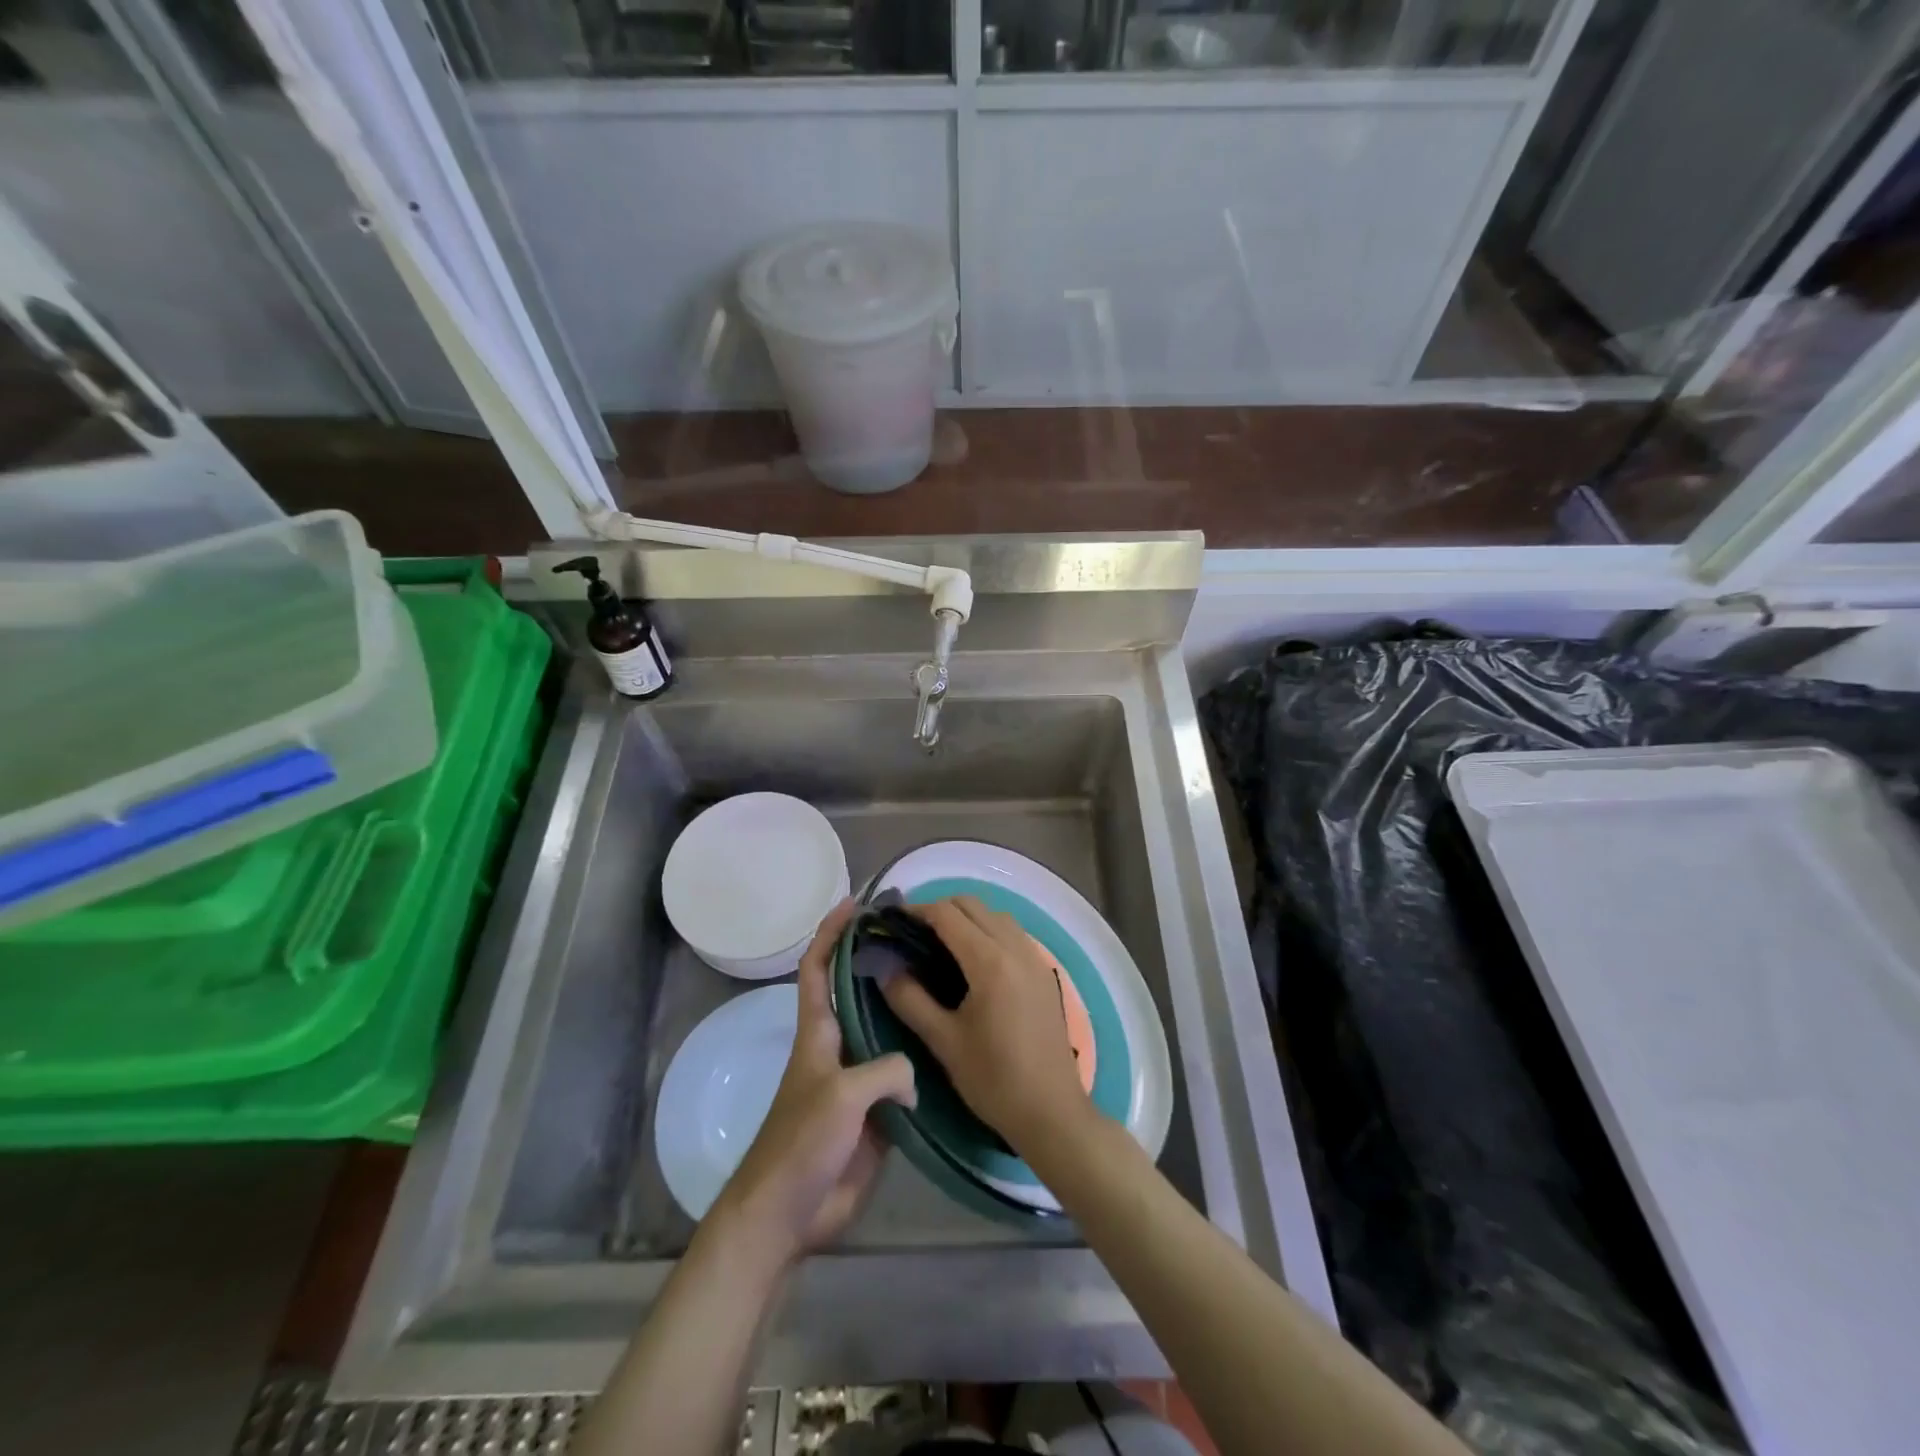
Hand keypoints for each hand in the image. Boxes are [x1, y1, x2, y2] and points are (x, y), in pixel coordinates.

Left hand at [711, 900, 914, 1264]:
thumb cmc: (802, 1143)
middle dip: (879, 962)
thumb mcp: (843, 1096)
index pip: (817, 969)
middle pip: (857, 993)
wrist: (789, 1214)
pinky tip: (950, 1048)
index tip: (854, 903)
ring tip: (943, 983)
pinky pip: (903, 1077)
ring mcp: (858, 1081)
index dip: (830, 933)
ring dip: (906, 1009)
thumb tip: (914, 1075)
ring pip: (886, 1032)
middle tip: (918, 938)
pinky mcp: (877, 1113)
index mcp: (818, 1033)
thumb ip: (886, 1071)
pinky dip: (922, 1061)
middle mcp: (839, 1047)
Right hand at [880, 896, 1094, 1154]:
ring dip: (967, 918)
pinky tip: (973, 961)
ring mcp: (1034, 957)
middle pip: (973, 904)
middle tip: (913, 935)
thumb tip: (884, 967)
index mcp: (989, 961)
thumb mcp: (943, 1042)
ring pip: (995, 915)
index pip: (947, 914)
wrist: (1051, 1112)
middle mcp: (1015, 947)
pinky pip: (1012, 933)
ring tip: (940, 945)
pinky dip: (988, 930)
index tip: (891, 921)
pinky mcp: (1044, 971)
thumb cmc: (993, 1079)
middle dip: (939, 909)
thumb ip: (909, 999)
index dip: (915, 911)